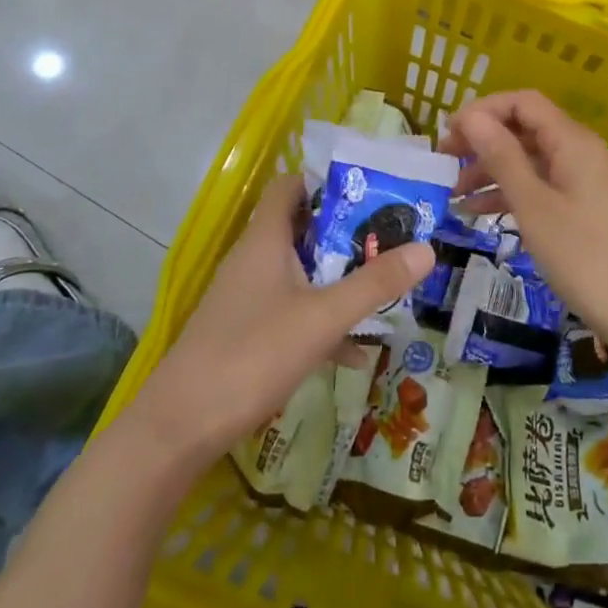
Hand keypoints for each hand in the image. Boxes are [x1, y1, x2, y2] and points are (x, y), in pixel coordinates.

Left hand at [126, 175, 433, 465]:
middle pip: (302, 228)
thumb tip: (427, 249)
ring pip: (300, 272)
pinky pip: (292, 311)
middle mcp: (254, 259)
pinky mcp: (246, 331)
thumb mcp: (323, 317)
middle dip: (346, 233)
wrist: (180, 426)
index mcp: (265, 239)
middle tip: (391, 238)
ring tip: (383, 286)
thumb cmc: (252, 354)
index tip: (369, 190)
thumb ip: (374, 284)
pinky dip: (321, 319)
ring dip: (337, 277)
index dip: (325, 180)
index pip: (290, 186)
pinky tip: (354, 350)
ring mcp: (247, 297)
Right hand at [442, 90, 607, 360]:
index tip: (449, 133)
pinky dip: (508, 193)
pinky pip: (537, 186)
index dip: (483, 110)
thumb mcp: (534, 205)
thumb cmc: (585, 256)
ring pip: (527, 159)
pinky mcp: (580, 207)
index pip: (522, 102)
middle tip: (444, 162)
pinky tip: (476, 212)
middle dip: (482, 140)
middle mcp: (577, 151)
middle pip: (523, 128)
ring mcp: (580, 180)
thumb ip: (502, 157)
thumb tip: (471, 116)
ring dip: (490, 169)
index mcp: (571, 141)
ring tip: (453, 191)